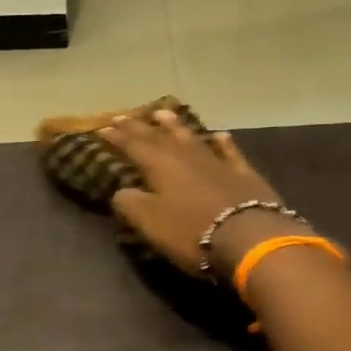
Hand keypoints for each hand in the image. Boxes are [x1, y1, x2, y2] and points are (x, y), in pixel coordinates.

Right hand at [99, 110, 285, 276]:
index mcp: (159, 166)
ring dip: (175, 126)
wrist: (248, 237)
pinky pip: (229, 152)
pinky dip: (223, 143)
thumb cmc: (191, 231)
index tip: (102, 127)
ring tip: (162, 113)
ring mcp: (216, 162)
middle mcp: (186, 156)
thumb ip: (130, 204)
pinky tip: (219, 135)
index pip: (133, 146)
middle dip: (139, 127)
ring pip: (191, 138)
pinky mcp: (243, 174)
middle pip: (158, 137)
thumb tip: (121, 191)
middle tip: (123, 115)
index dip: (117, 137)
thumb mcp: (149, 222)